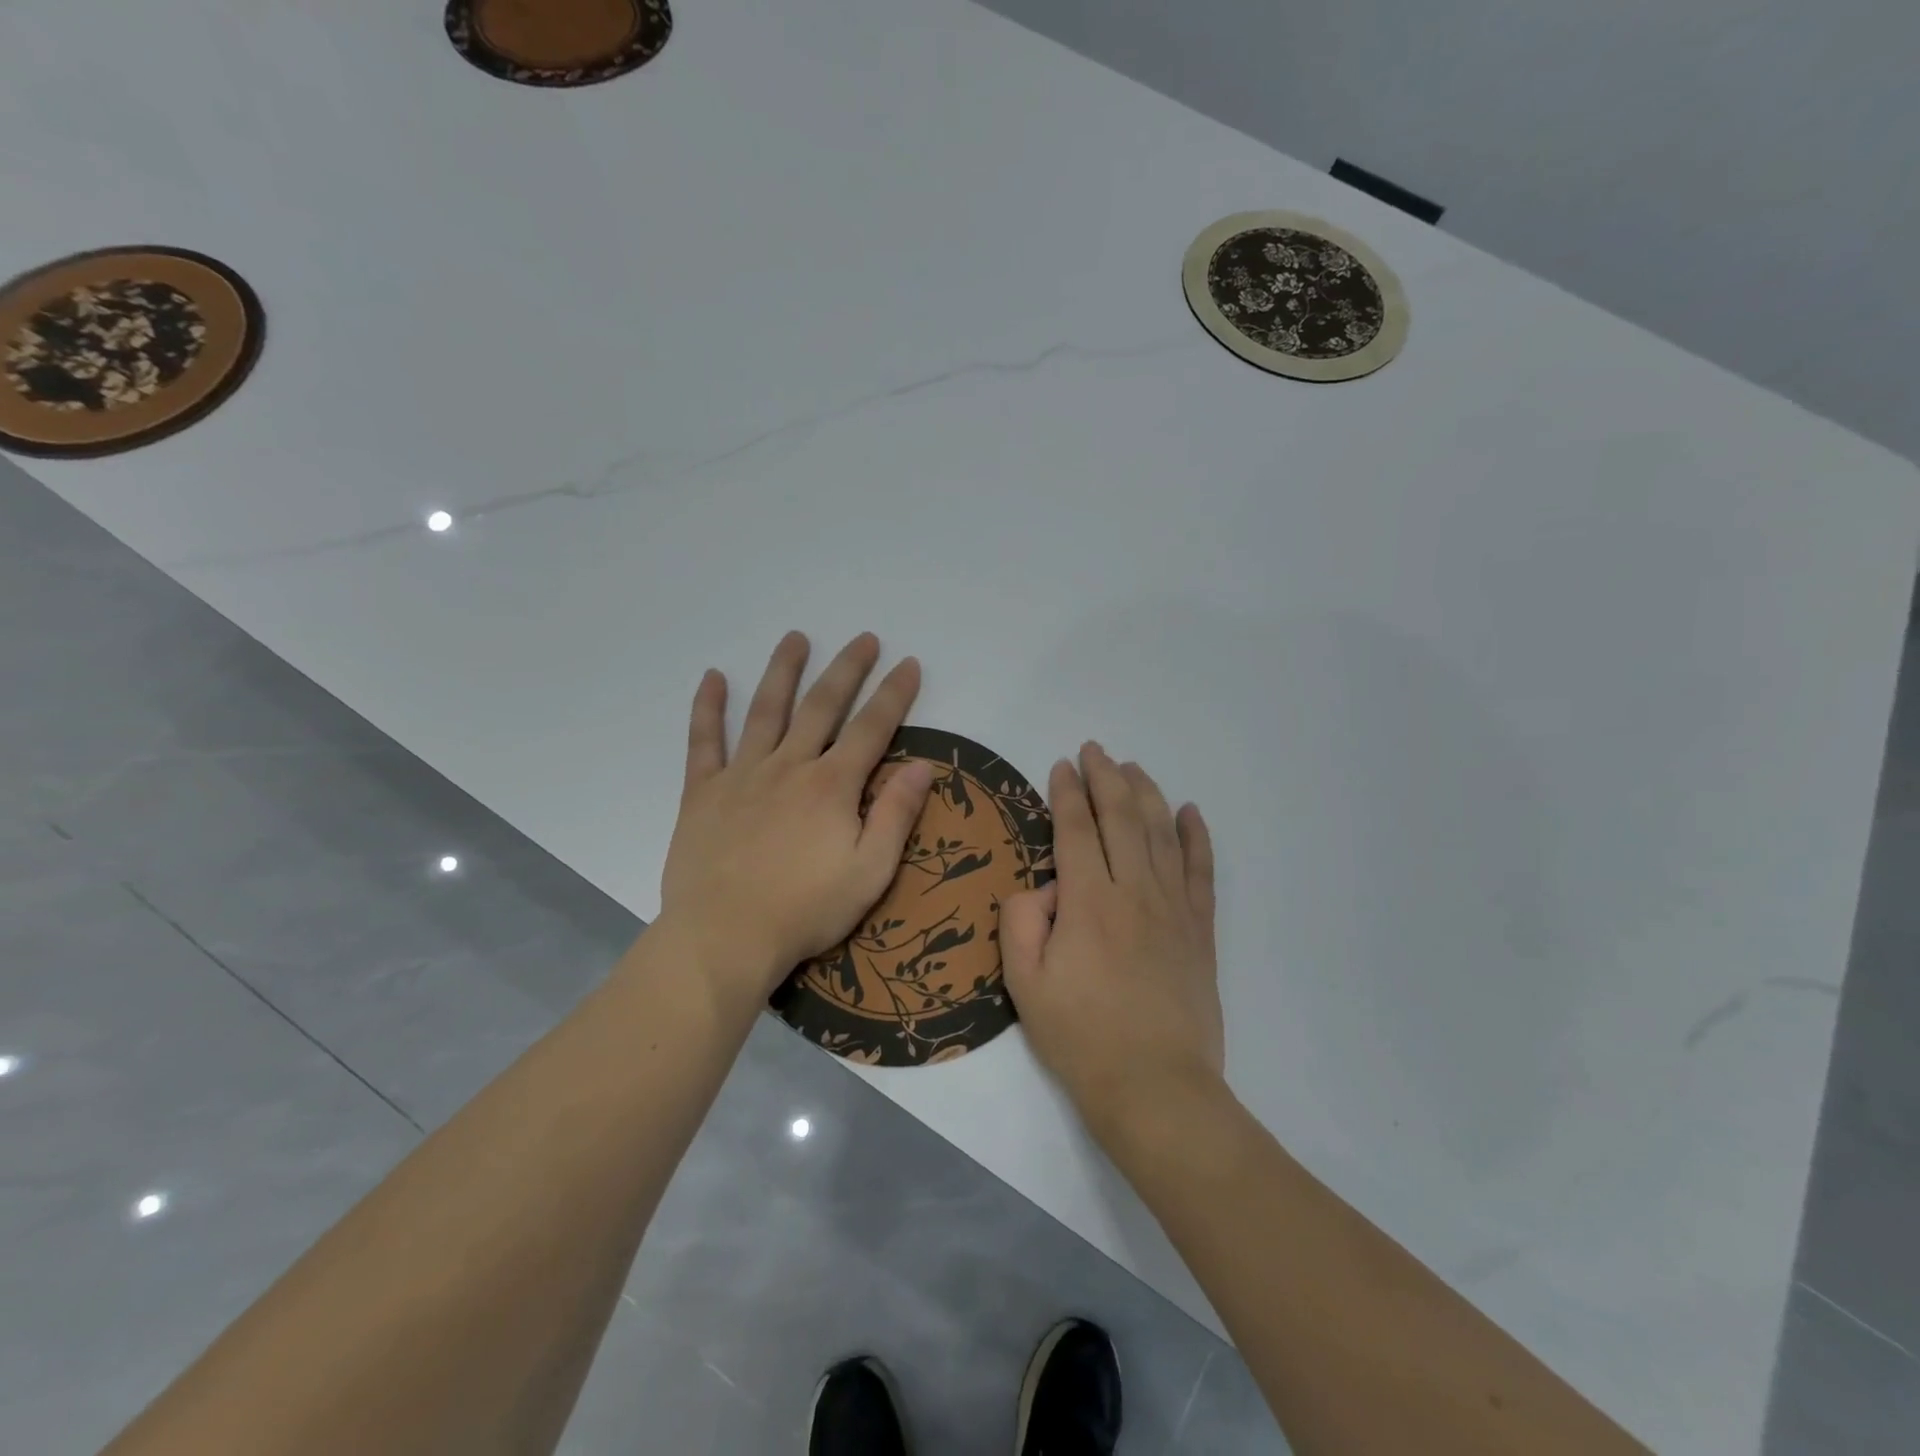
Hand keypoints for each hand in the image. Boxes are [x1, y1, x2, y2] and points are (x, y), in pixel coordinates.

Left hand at [659, 631, 933, 1000]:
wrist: (724, 938)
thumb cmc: (805, 911)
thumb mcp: (869, 872)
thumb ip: (895, 815)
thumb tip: (922, 765)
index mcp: (831, 786)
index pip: (871, 728)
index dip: (894, 694)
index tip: (908, 664)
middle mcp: (789, 767)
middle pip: (821, 706)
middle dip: (847, 669)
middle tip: (864, 639)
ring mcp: (742, 775)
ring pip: (766, 710)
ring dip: (783, 671)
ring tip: (796, 638)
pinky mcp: (704, 792)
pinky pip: (704, 741)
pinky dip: (708, 707)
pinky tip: (713, 677)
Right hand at [1000, 743, 1221, 1145]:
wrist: (1156, 1088)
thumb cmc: (1081, 1038)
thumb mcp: (1025, 985)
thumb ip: (1022, 922)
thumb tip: (1043, 887)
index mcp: (1088, 902)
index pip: (1075, 830)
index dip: (1067, 793)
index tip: (1061, 766)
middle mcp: (1134, 892)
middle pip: (1121, 818)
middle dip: (1106, 778)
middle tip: (1094, 750)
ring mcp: (1174, 908)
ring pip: (1161, 834)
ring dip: (1146, 794)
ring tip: (1133, 768)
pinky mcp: (1200, 930)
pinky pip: (1200, 871)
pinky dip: (1196, 837)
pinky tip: (1190, 812)